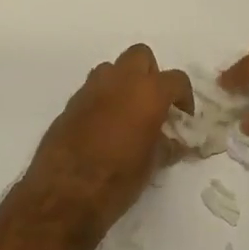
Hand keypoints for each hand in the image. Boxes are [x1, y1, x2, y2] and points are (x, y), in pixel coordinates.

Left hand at [23, 45, 192, 237]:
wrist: (65, 192)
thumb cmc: (118, 179)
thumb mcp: (152, 164)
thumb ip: (166, 145)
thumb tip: (174, 142)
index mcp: (148, 93)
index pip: (176, 79)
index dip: (184, 97)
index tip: (182, 117)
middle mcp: (119, 81)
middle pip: (140, 56)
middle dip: (150, 75)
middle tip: (154, 104)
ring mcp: (91, 89)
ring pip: (112, 69)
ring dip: (123, 83)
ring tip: (128, 113)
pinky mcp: (70, 104)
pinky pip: (92, 90)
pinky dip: (103, 99)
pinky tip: (104, 127)